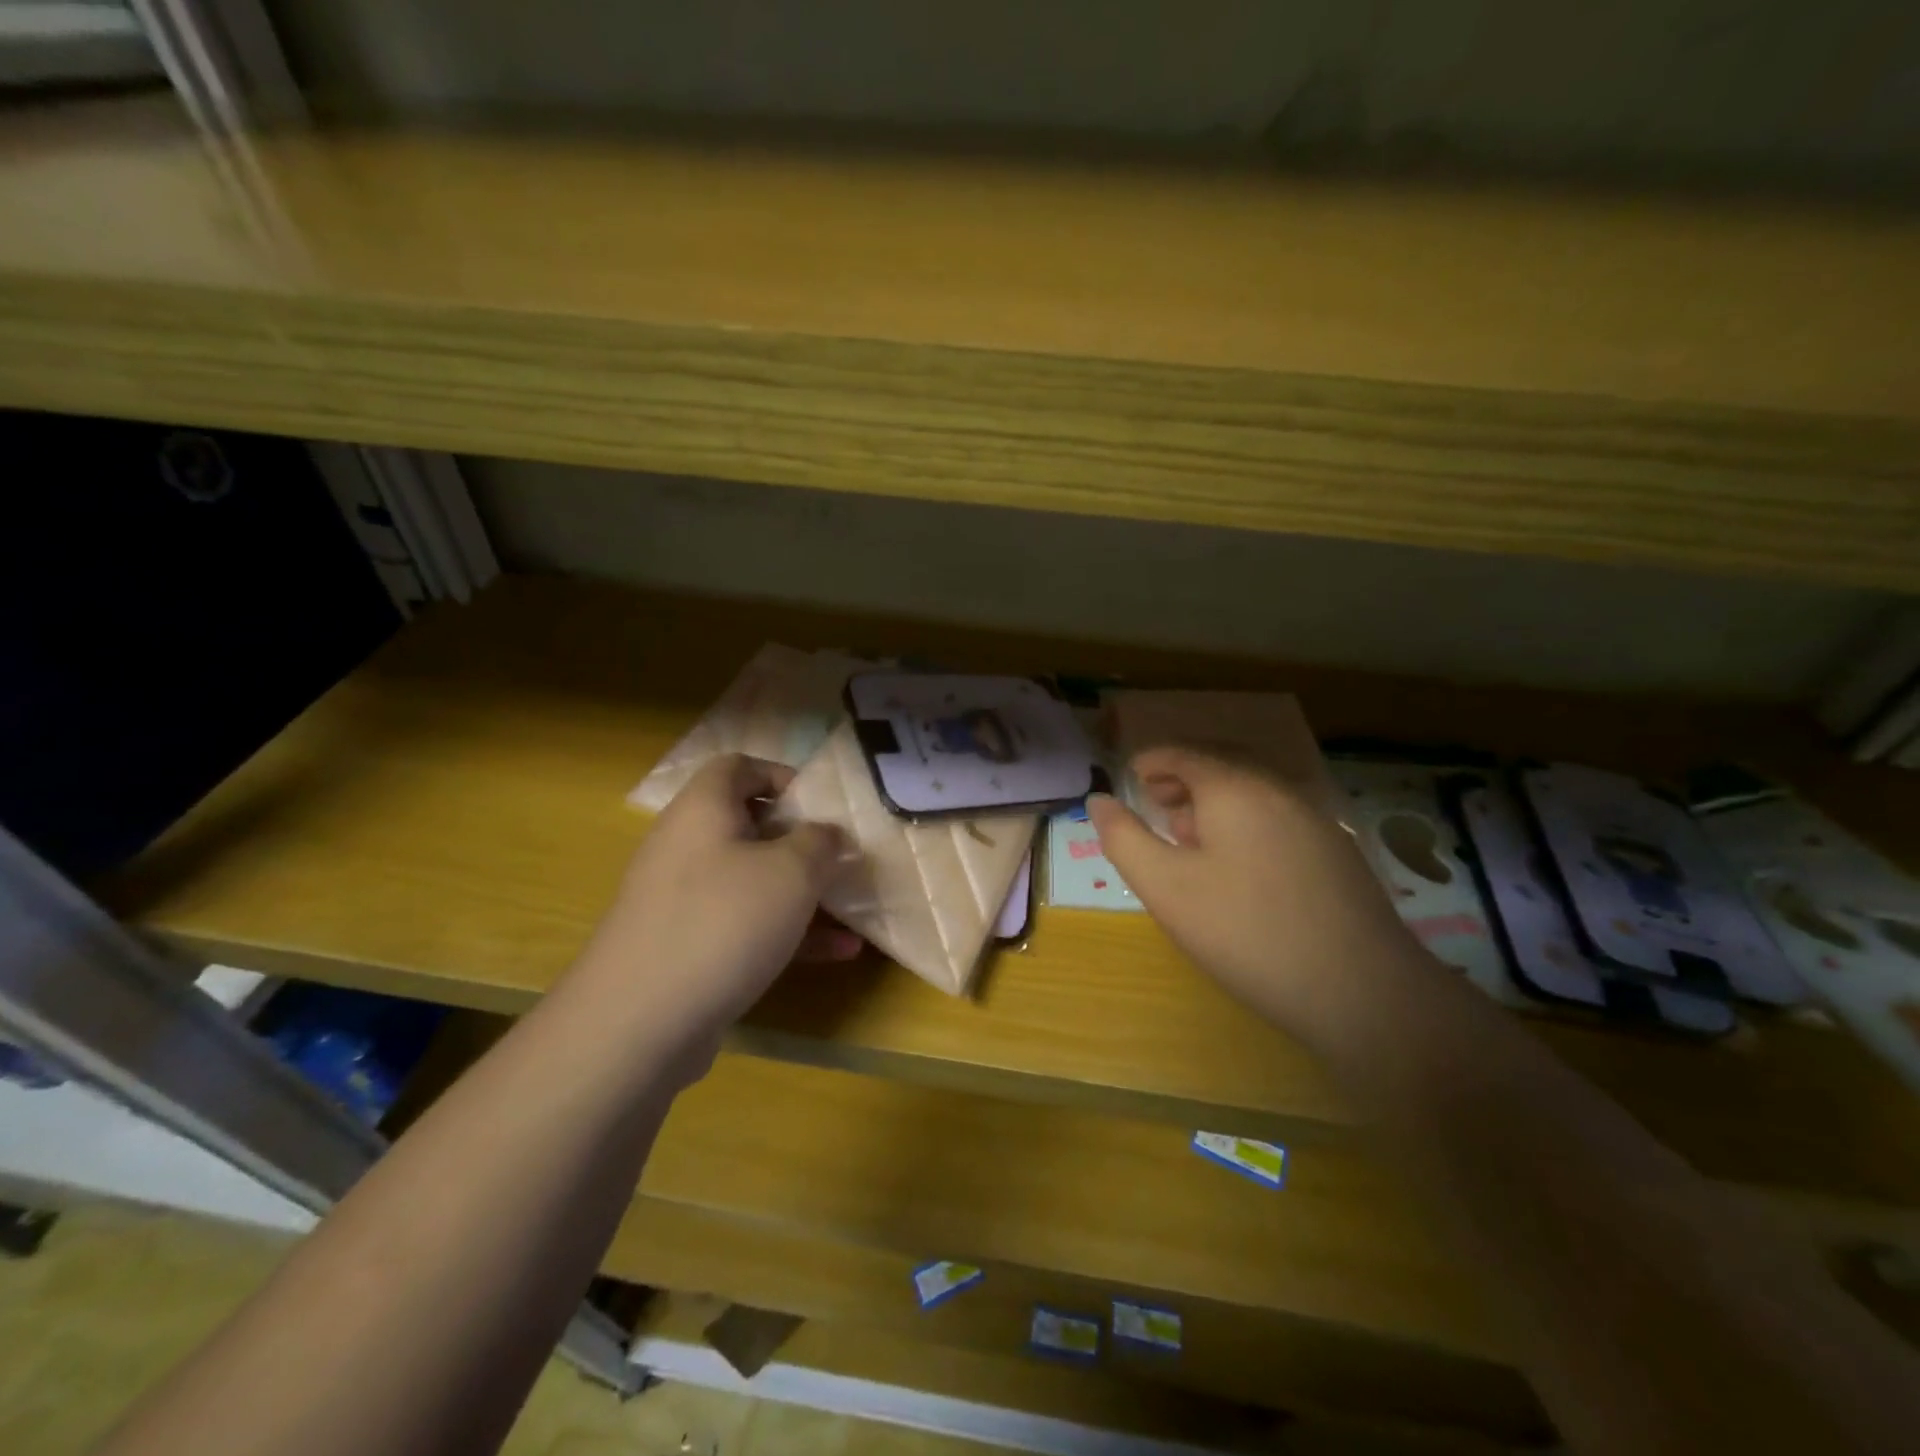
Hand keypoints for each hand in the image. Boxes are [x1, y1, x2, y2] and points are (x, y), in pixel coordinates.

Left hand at [564, 755, 859, 1060]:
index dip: (782, 775)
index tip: (822, 805)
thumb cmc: (723, 922)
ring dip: (803, 893)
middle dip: (802, 842)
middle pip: (749, 826)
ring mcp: (682, 900)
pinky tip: (837, 953)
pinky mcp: (685, 947)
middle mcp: (687, 846)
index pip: (738, 766)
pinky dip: (786, 932)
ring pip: (752, 880)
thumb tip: (828, 835)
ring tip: (853, 910)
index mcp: (703, 809)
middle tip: (842, 859)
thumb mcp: (792, 872)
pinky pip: (743, 925)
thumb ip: (820, 842)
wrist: (638, 1023)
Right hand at [1086, 746, 1419, 1044]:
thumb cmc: (1246, 931)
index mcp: (1234, 789)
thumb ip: (1124, 839)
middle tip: (1155, 805)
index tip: (1130, 778)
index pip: (1184, 754)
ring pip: (1253, 794)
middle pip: (1222, 767)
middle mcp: (1278, 791)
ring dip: (1214, 803)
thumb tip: (1099, 800)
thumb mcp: (1166, 888)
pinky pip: (1278, 818)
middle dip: (1182, 780)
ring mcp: (1315, 820)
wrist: (1362, 991)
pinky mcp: (1337, 853)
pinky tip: (1239, 867)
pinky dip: (1246, 823)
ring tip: (1189, 837)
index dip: (1152, 761)